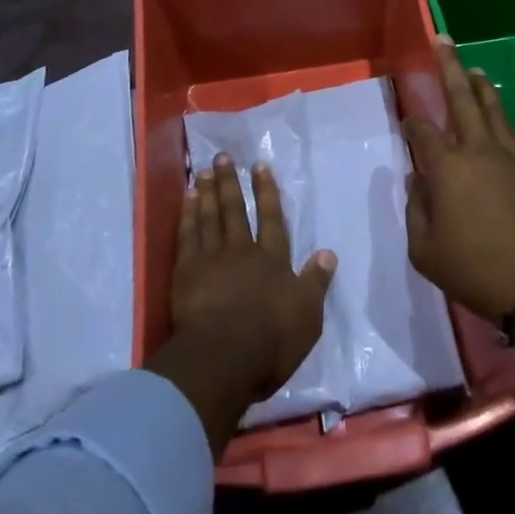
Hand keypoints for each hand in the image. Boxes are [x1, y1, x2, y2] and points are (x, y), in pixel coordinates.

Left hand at [160, 157, 335, 440]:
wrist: (223, 357)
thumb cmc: (271, 340)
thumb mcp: (307, 315)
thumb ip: (316, 282)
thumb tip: (328, 252)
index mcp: (272, 260)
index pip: (271, 218)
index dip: (266, 191)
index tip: (259, 166)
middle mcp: (242, 250)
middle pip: (235, 210)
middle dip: (230, 182)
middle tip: (222, 157)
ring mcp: (211, 258)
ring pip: (210, 217)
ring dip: (207, 192)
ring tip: (203, 171)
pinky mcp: (186, 272)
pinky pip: (187, 234)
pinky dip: (187, 215)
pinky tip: (186, 200)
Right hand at [403, 39, 514, 324]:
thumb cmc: (476, 272)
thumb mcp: (425, 251)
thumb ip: (416, 210)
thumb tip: (417, 181)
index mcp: (448, 168)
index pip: (423, 132)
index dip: (412, 124)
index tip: (409, 124)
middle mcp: (479, 149)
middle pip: (461, 97)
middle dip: (449, 66)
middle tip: (443, 40)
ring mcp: (512, 155)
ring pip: (493, 107)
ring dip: (480, 85)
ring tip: (472, 69)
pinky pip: (514, 131)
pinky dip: (501, 116)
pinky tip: (498, 117)